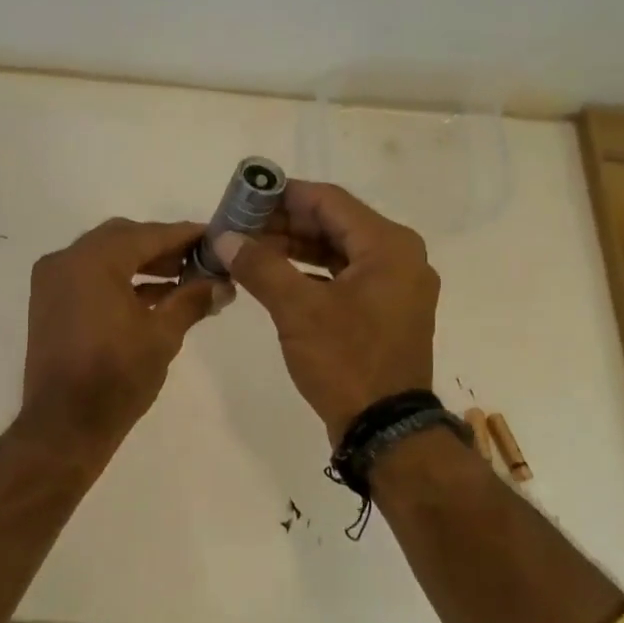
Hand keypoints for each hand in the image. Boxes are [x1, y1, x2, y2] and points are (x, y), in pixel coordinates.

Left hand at [19, 218, 230, 453]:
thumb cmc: (116, 378)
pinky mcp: (48, 303)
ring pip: (104, 257)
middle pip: (122, 239)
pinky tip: (152, 297)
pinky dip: (118, 281)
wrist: (64, 425)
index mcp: (92, 261)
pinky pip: (88, 278)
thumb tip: (223, 285)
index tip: (216, 237)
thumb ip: (192, 301)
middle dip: (162, 247)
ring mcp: (52, 281)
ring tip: (182, 280)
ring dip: (140, 264)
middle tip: (199, 260)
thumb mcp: (162, 336)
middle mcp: (66, 260)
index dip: (185, 235)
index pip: (148, 235)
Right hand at [214, 182, 438, 443]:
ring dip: (293, 248)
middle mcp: (399, 257)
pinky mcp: (384, 311)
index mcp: (388, 246)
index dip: (282, 194)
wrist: (385, 427)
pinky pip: (344, 277)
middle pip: (334, 224)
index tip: (243, 196)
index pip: (328, 201)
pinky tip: (274, 277)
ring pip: (337, 251)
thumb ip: (261, 266)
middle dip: (283, 223)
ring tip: (248, 249)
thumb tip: (225, 238)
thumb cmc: (346, 361)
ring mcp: (395, 286)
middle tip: (238, 226)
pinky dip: (309, 273)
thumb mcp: (298, 310)